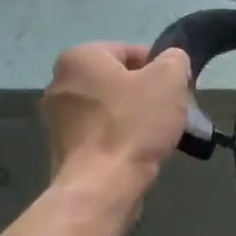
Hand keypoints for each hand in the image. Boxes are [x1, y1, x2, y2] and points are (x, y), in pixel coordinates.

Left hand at [41, 42, 190, 212]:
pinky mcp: (63, 147)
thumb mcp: (170, 80)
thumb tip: (171, 61)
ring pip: (111, 107)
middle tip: (171, 110)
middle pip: (120, 80)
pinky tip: (139, 151)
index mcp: (80, 58)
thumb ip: (175, 59)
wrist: (103, 185)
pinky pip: (101, 132)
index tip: (177, 89)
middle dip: (148, 93)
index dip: (161, 68)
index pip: (132, 51)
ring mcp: (58, 118)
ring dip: (136, 116)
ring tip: (159, 134)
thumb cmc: (134, 124)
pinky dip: (121, 138)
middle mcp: (60, 82)